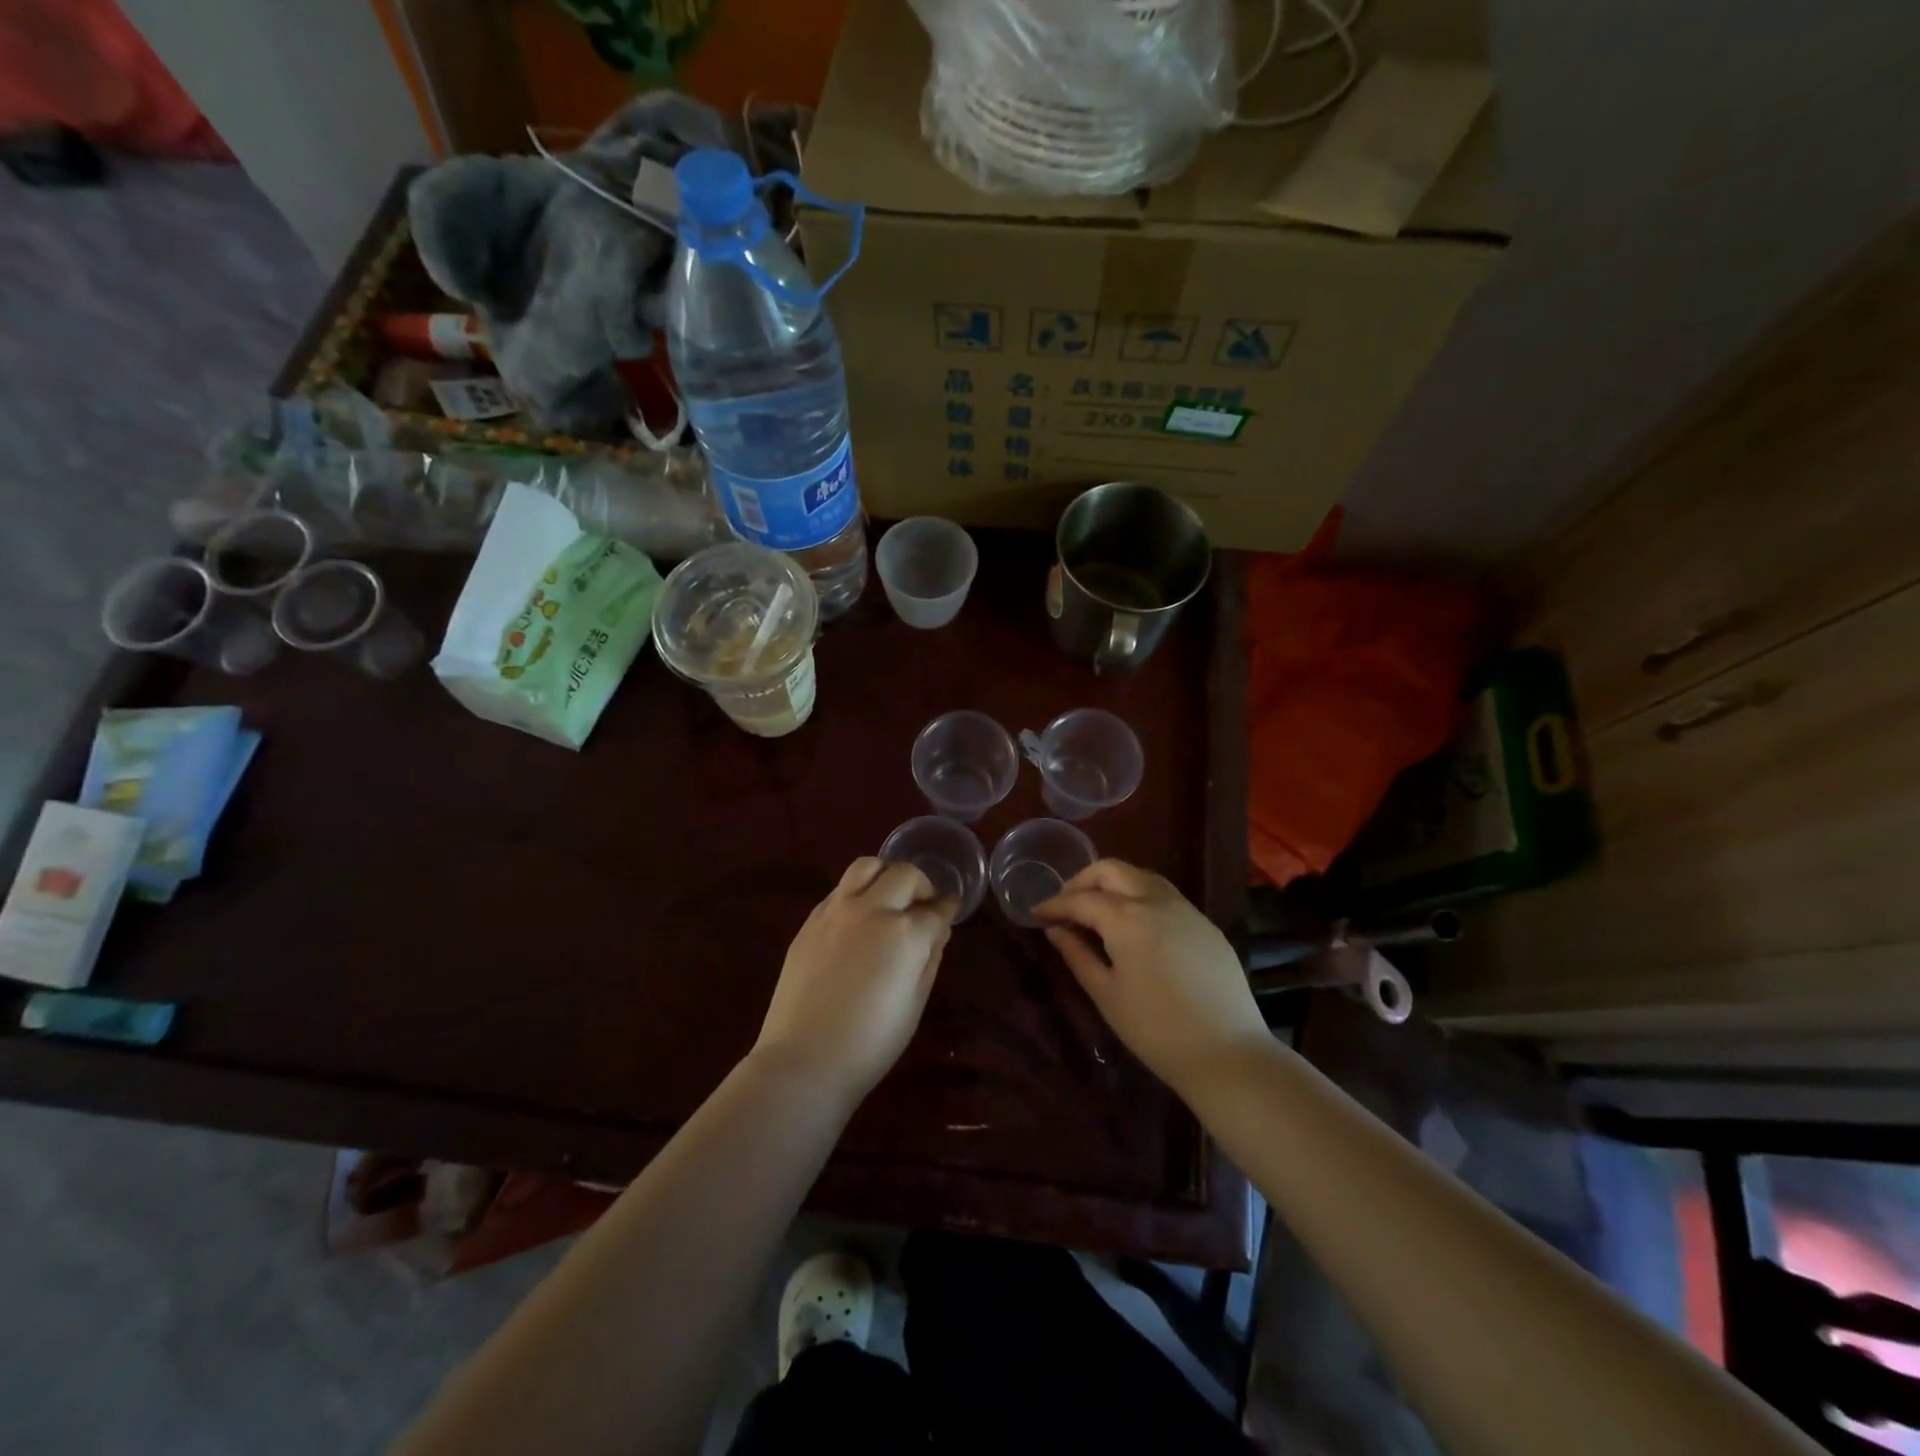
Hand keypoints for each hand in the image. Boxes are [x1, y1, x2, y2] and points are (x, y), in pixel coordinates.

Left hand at [753, 858, 956, 1102]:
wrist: (804, 1060)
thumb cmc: (871, 1043)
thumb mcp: (915, 1004)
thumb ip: (930, 958)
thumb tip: (938, 930)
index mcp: (905, 933)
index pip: (936, 909)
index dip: (948, 908)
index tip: (951, 909)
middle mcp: (872, 910)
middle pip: (905, 874)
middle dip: (921, 885)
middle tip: (922, 906)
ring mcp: (837, 910)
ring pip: (867, 866)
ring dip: (886, 875)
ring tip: (888, 898)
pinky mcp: (811, 920)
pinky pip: (840, 889)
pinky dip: (857, 893)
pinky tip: (858, 919)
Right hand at [1036, 860, 1268, 1094]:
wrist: (1228, 1053)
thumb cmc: (1155, 1029)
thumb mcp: (1106, 994)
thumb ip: (1078, 955)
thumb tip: (1056, 930)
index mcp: (1126, 917)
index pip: (1080, 899)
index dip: (1054, 904)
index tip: (1035, 914)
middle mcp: (1156, 900)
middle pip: (1112, 870)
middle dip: (1083, 881)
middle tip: (1065, 905)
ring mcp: (1186, 909)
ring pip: (1141, 876)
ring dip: (1113, 884)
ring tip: (1096, 911)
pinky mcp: (1205, 924)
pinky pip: (1165, 895)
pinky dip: (1139, 897)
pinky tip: (1133, 925)